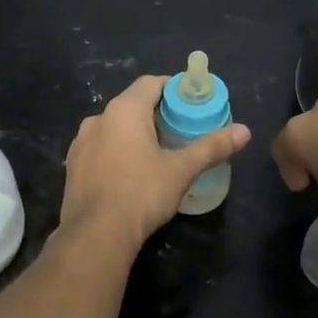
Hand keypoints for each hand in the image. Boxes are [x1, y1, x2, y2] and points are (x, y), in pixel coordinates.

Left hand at [61, 75, 251, 255]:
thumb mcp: (182, 170)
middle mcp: (98, 118)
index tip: (190, 103)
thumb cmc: (142, 193)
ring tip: (157, 153)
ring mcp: (80, 142)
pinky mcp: (72, 165)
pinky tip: (130, 173)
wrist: (96, 234)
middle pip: (132, 104)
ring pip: (114, 127)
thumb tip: (245, 131)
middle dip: (156, 113)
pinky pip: (100, 148)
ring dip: (134, 134)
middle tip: (180, 130)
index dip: (173, 89)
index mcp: (124, 110)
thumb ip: (212, 147)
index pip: (151, 83)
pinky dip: (116, 152)